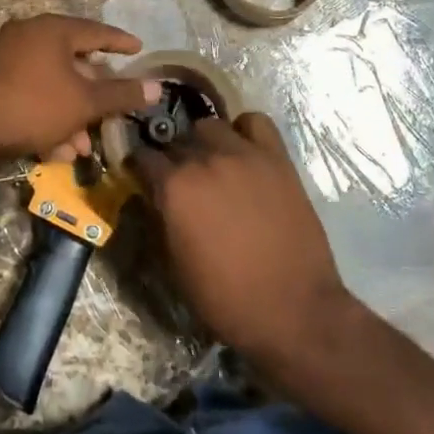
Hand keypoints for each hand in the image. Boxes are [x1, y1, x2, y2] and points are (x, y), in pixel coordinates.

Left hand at [0, 14, 160, 167]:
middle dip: (93, 93)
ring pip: (50, 83)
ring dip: (70, 114)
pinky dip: (46, 116)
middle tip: (110, 110)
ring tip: (80, 146)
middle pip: (72, 60)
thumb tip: (157, 86)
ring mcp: (5, 57)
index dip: (120, 41)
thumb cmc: (32, 105)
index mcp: (52, 29)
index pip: (96, 30)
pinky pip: (29, 94)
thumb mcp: (84, 103)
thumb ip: (121, 94)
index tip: (139, 48)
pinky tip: (53, 150)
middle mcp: (28, 35)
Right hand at [132, 111, 356, 372]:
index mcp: (175, 187)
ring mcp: (243, 153)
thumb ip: (162, 217)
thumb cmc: (227, 299)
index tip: (142, 175)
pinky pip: (255, 122)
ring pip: (211, 126)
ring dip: (205, 142)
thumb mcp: (177, 264)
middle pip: (177, 139)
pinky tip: (245, 151)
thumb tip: (155, 195)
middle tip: (180, 177)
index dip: (140, 167)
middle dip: (173, 156)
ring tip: (213, 162)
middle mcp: (205, 159)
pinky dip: (245, 131)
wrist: (293, 310)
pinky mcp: (276, 157)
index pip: (143, 157)